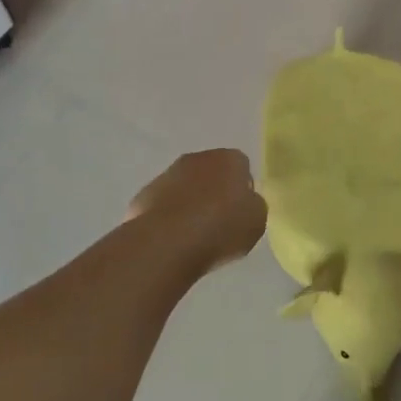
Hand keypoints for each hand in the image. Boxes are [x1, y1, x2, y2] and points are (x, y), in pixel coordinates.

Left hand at [126, 149, 267, 272]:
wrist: (167, 242)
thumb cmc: (221, 228)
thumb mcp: (256, 220)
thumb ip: (253, 206)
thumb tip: (243, 202)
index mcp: (229, 159)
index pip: (241, 167)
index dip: (242, 190)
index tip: (240, 213)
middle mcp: (197, 159)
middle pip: (211, 173)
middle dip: (214, 193)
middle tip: (219, 224)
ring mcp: (167, 175)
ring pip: (184, 187)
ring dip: (189, 204)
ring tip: (193, 237)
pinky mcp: (144, 195)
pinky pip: (163, 205)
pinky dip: (168, 218)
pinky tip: (171, 240)